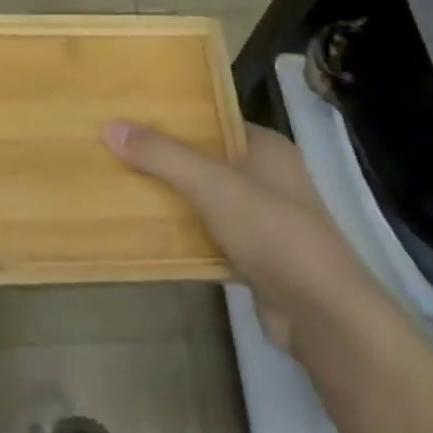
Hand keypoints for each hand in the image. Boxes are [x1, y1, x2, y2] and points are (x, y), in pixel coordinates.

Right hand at [103, 121, 371, 353]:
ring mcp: (263, 219)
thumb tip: (109, 126)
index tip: (129, 117)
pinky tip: (147, 234)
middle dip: (164, 159)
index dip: (173, 118)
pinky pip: (210, 234)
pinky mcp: (255, 256)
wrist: (323, 315)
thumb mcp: (212, 185)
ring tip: (120, 187)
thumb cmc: (273, 232)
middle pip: (204, 159)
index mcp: (265, 146)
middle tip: (115, 152)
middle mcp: (266, 176)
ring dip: (171, 198)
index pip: (212, 119)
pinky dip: (184, 234)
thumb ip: (162, 156)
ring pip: (205, 199)